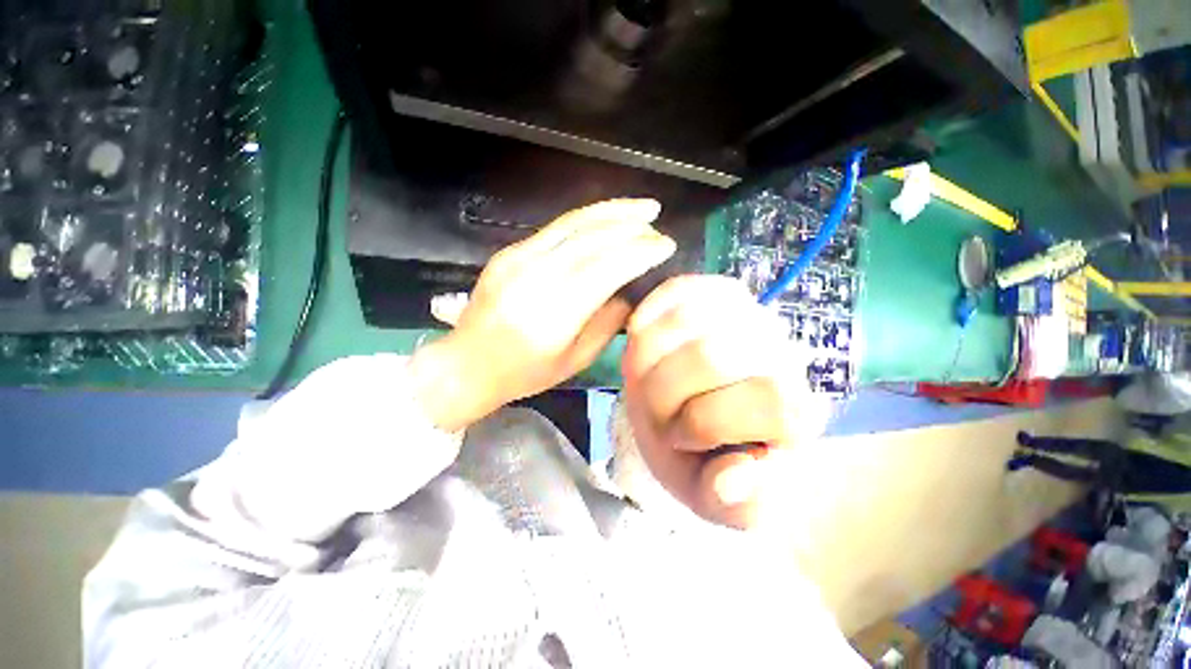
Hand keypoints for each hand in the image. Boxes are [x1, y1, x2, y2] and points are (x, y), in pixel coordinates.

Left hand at [410, 199, 675, 431]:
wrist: (468, 363)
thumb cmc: (524, 373)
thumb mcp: (575, 361)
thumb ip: (606, 325)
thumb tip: (628, 293)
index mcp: (555, 313)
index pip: (606, 269)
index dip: (640, 252)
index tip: (666, 245)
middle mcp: (536, 277)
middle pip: (591, 239)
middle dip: (631, 226)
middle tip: (657, 221)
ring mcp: (518, 259)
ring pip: (573, 224)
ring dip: (611, 211)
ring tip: (641, 207)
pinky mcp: (509, 252)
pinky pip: (555, 228)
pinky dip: (587, 219)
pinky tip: (606, 218)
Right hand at [622, 276, 829, 528]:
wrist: (710, 416)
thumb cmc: (707, 457)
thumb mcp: (715, 499)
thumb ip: (730, 504)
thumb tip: (735, 476)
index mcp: (795, 413)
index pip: (761, 403)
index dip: (703, 425)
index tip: (683, 439)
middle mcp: (781, 354)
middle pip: (710, 356)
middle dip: (668, 390)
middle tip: (661, 405)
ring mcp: (751, 314)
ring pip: (688, 319)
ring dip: (654, 353)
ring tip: (654, 373)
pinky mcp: (718, 290)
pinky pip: (677, 289)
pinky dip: (651, 312)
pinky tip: (646, 335)